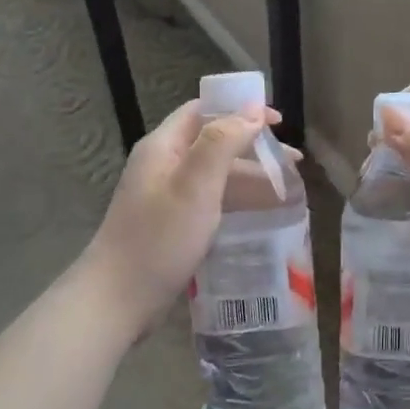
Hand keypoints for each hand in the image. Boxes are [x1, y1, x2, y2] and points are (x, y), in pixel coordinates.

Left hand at [84, 98, 280, 321]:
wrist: (118, 299)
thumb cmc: (159, 238)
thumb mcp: (195, 186)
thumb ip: (223, 142)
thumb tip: (253, 110)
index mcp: (163, 147)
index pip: (203, 110)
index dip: (240, 109)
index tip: (277, 122)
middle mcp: (163, 165)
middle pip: (213, 142)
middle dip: (254, 147)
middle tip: (292, 162)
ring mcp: (166, 196)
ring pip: (215, 174)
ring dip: (250, 176)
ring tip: (287, 190)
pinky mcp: (172, 224)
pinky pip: (211, 201)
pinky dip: (237, 200)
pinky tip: (261, 214)